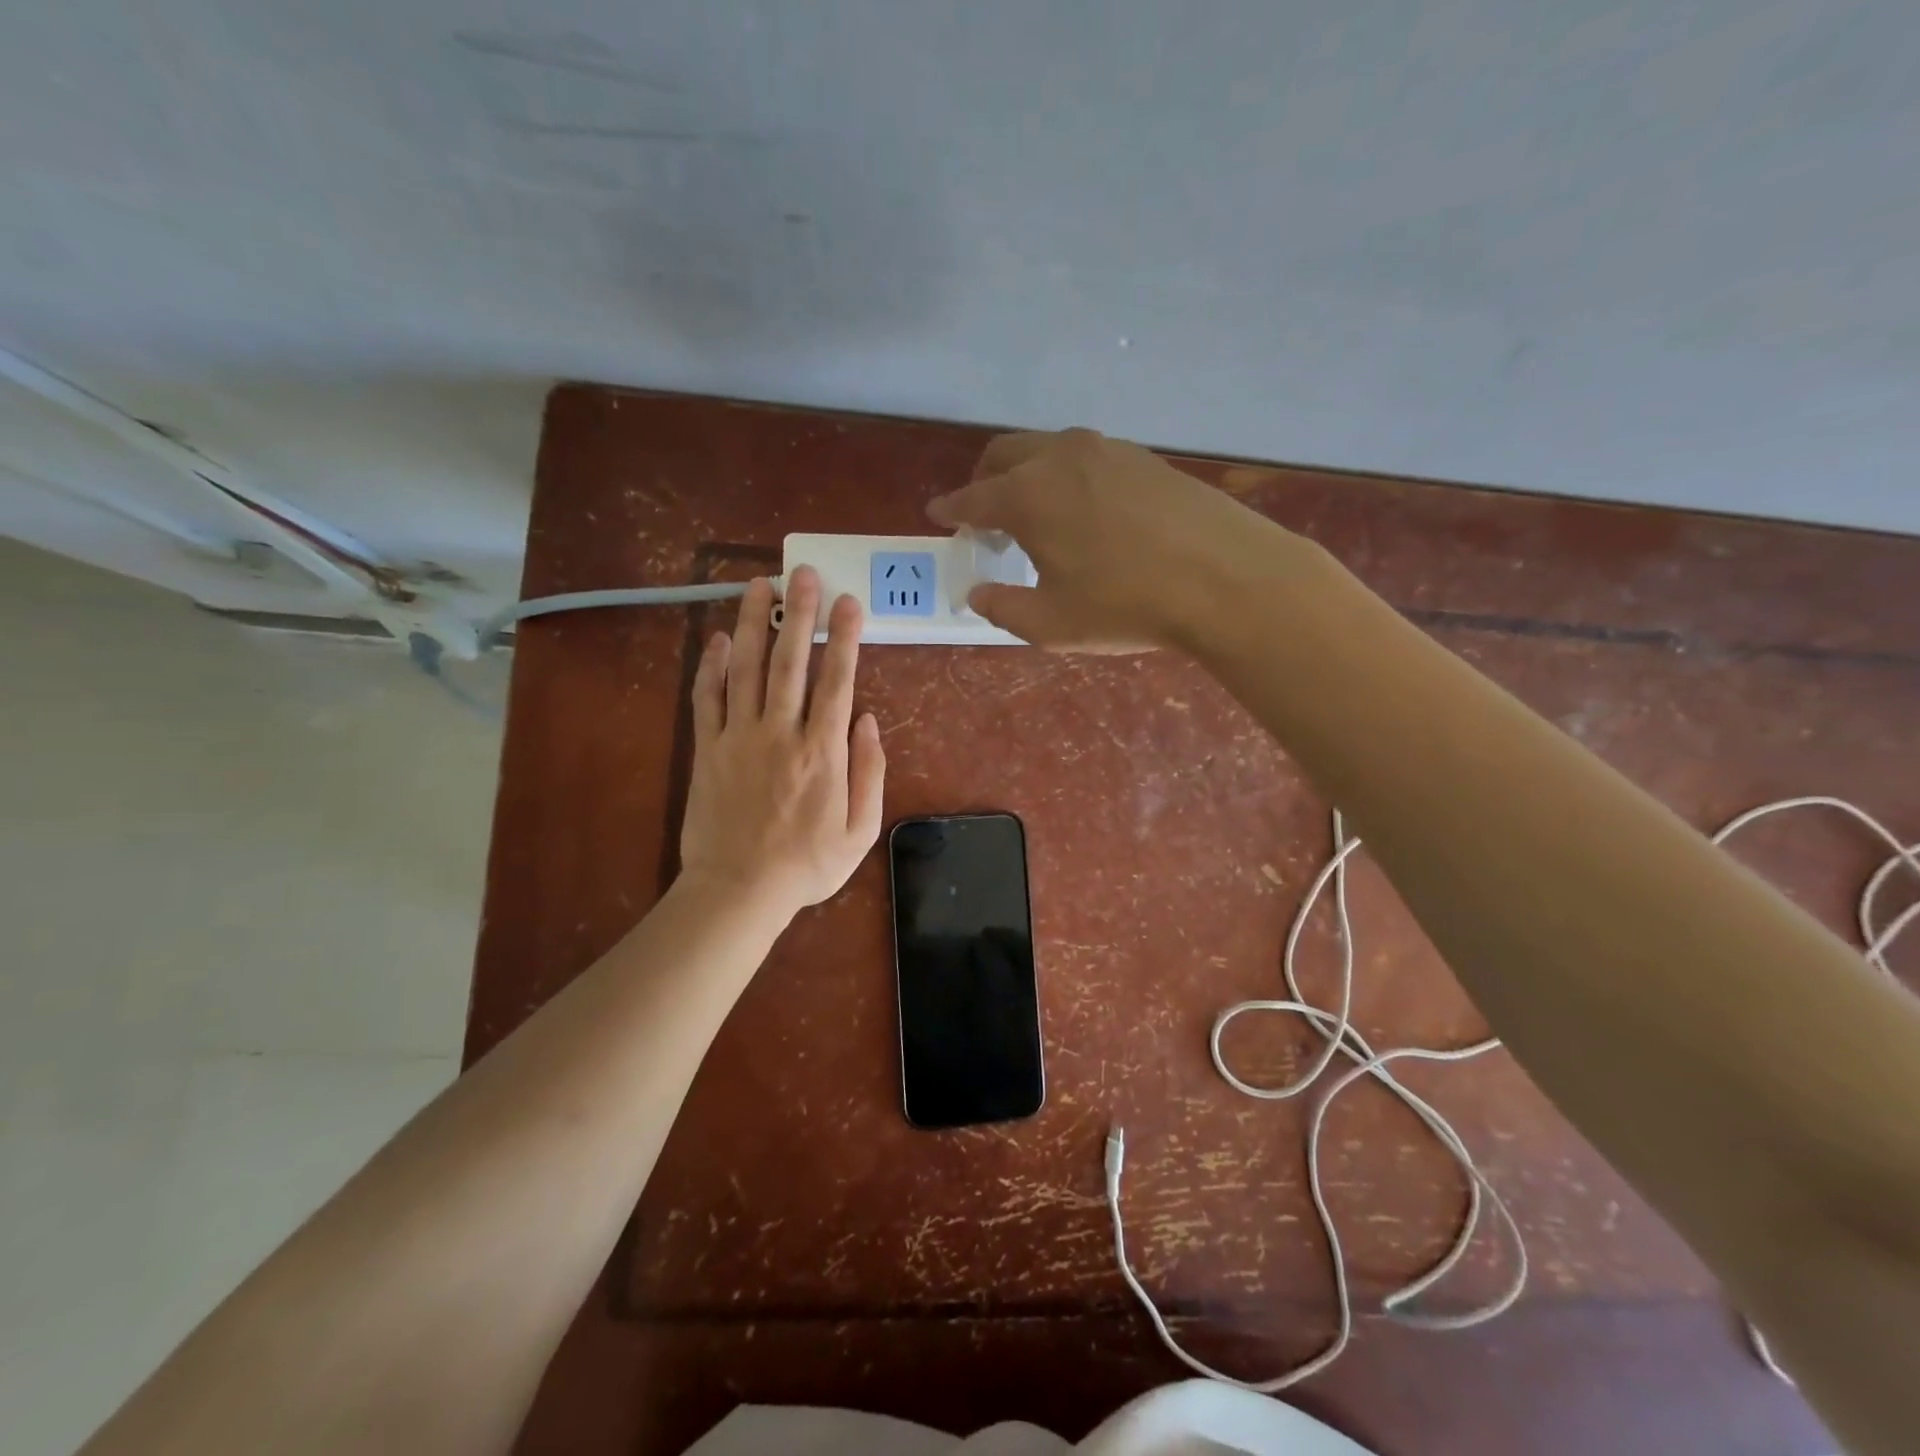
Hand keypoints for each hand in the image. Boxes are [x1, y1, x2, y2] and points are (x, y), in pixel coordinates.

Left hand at [678, 567, 884, 914]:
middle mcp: (780, 732)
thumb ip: (870, 772)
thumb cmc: (806, 866)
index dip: (844, 637)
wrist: (738, 891)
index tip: (849, 602)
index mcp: (822, 751)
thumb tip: (867, 720)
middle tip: (802, 572)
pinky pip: (707, 698)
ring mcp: (738, 737)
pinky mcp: (706, 749)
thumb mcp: (860, 830)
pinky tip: (716, 639)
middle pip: (789, 661)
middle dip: (798, 613)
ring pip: (744, 668)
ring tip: (758, 585)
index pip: (836, 680)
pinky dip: (710, 666)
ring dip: (751, 623)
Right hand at [927, 428, 1282, 650]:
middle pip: (1004, 454)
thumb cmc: (1126, 605)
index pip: (973, 497)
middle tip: (983, 514)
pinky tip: (1084, 511)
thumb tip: (979, 593)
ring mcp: (1106, 450)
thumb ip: (1003, 607)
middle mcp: (1060, 457)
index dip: (952, 509)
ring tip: (1035, 514)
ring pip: (1047, 448)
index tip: (938, 514)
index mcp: (1028, 495)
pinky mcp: (1144, 457)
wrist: (1226, 578)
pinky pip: (1086, 457)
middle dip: (983, 480)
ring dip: (1026, 474)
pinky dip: (1065, 476)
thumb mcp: (1051, 624)